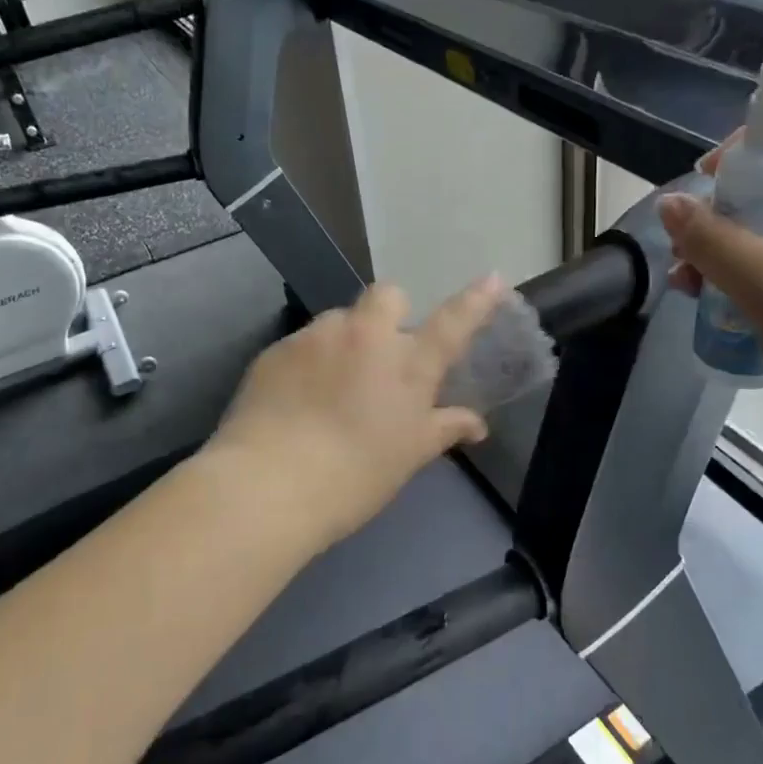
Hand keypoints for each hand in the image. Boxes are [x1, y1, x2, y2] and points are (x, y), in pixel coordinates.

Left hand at [205, 276, 505, 550]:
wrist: (269, 484)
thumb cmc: (355, 477)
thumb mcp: (409, 456)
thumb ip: (444, 428)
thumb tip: (477, 423)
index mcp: (408, 366)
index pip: (453, 324)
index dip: (475, 301)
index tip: (493, 279)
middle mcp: (366, 337)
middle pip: (389, 295)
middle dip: (390, 313)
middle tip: (381, 354)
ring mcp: (318, 337)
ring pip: (340, 320)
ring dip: (344, 341)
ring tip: (331, 386)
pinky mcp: (278, 348)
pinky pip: (303, 343)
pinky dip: (308, 362)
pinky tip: (297, 399)